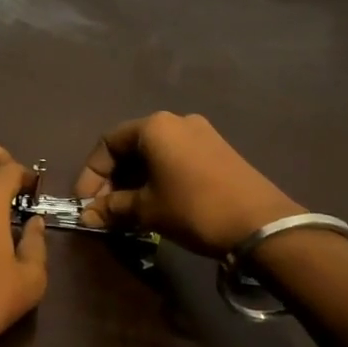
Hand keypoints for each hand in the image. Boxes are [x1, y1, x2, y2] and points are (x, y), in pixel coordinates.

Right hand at [72, 112, 301, 256]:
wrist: (262, 225)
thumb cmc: (194, 208)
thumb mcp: (147, 210)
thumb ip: (112, 208)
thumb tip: (86, 216)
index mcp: (154, 127)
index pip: (108, 143)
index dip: (91, 173)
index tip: (85, 202)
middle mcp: (176, 121)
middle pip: (131, 146)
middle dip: (112, 179)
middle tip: (104, 209)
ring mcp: (201, 134)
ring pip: (154, 154)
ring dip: (135, 181)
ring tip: (127, 211)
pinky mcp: (218, 151)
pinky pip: (175, 159)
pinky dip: (158, 178)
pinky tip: (156, 203)